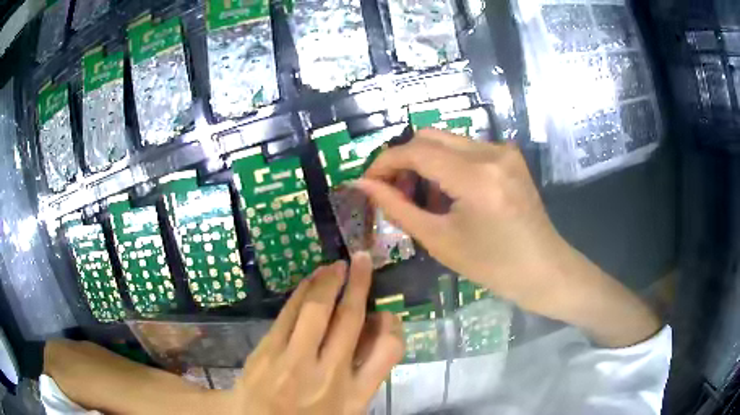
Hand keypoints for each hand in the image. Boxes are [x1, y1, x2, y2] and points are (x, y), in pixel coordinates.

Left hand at [229, 252, 403, 413]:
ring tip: (338, 265)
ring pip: (316, 309)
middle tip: (362, 259)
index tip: (387, 313)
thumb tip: (377, 329)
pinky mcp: (267, 350)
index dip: (392, 325)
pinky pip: (289, 313)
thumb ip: (365, 375)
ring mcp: (293, 361)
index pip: (388, 351)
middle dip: (359, 284)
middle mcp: (327, 375)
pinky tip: (311, 280)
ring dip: (329, 281)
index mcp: (353, 395)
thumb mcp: (346, 409)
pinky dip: (303, 291)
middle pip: (349, 320)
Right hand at [358, 129, 659, 346]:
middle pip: (429, 136)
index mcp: (475, 177)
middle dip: (403, 159)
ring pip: (446, 139)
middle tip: (393, 191)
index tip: (367, 181)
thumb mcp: (439, 240)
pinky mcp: (510, 155)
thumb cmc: (493, 266)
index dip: (384, 162)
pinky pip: (465, 148)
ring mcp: (504, 150)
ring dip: (425, 161)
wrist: (544, 270)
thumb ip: (397, 207)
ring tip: (422, 197)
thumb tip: (363, 185)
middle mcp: (491, 152)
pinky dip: (447, 163)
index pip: (415, 151)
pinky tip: (448, 193)